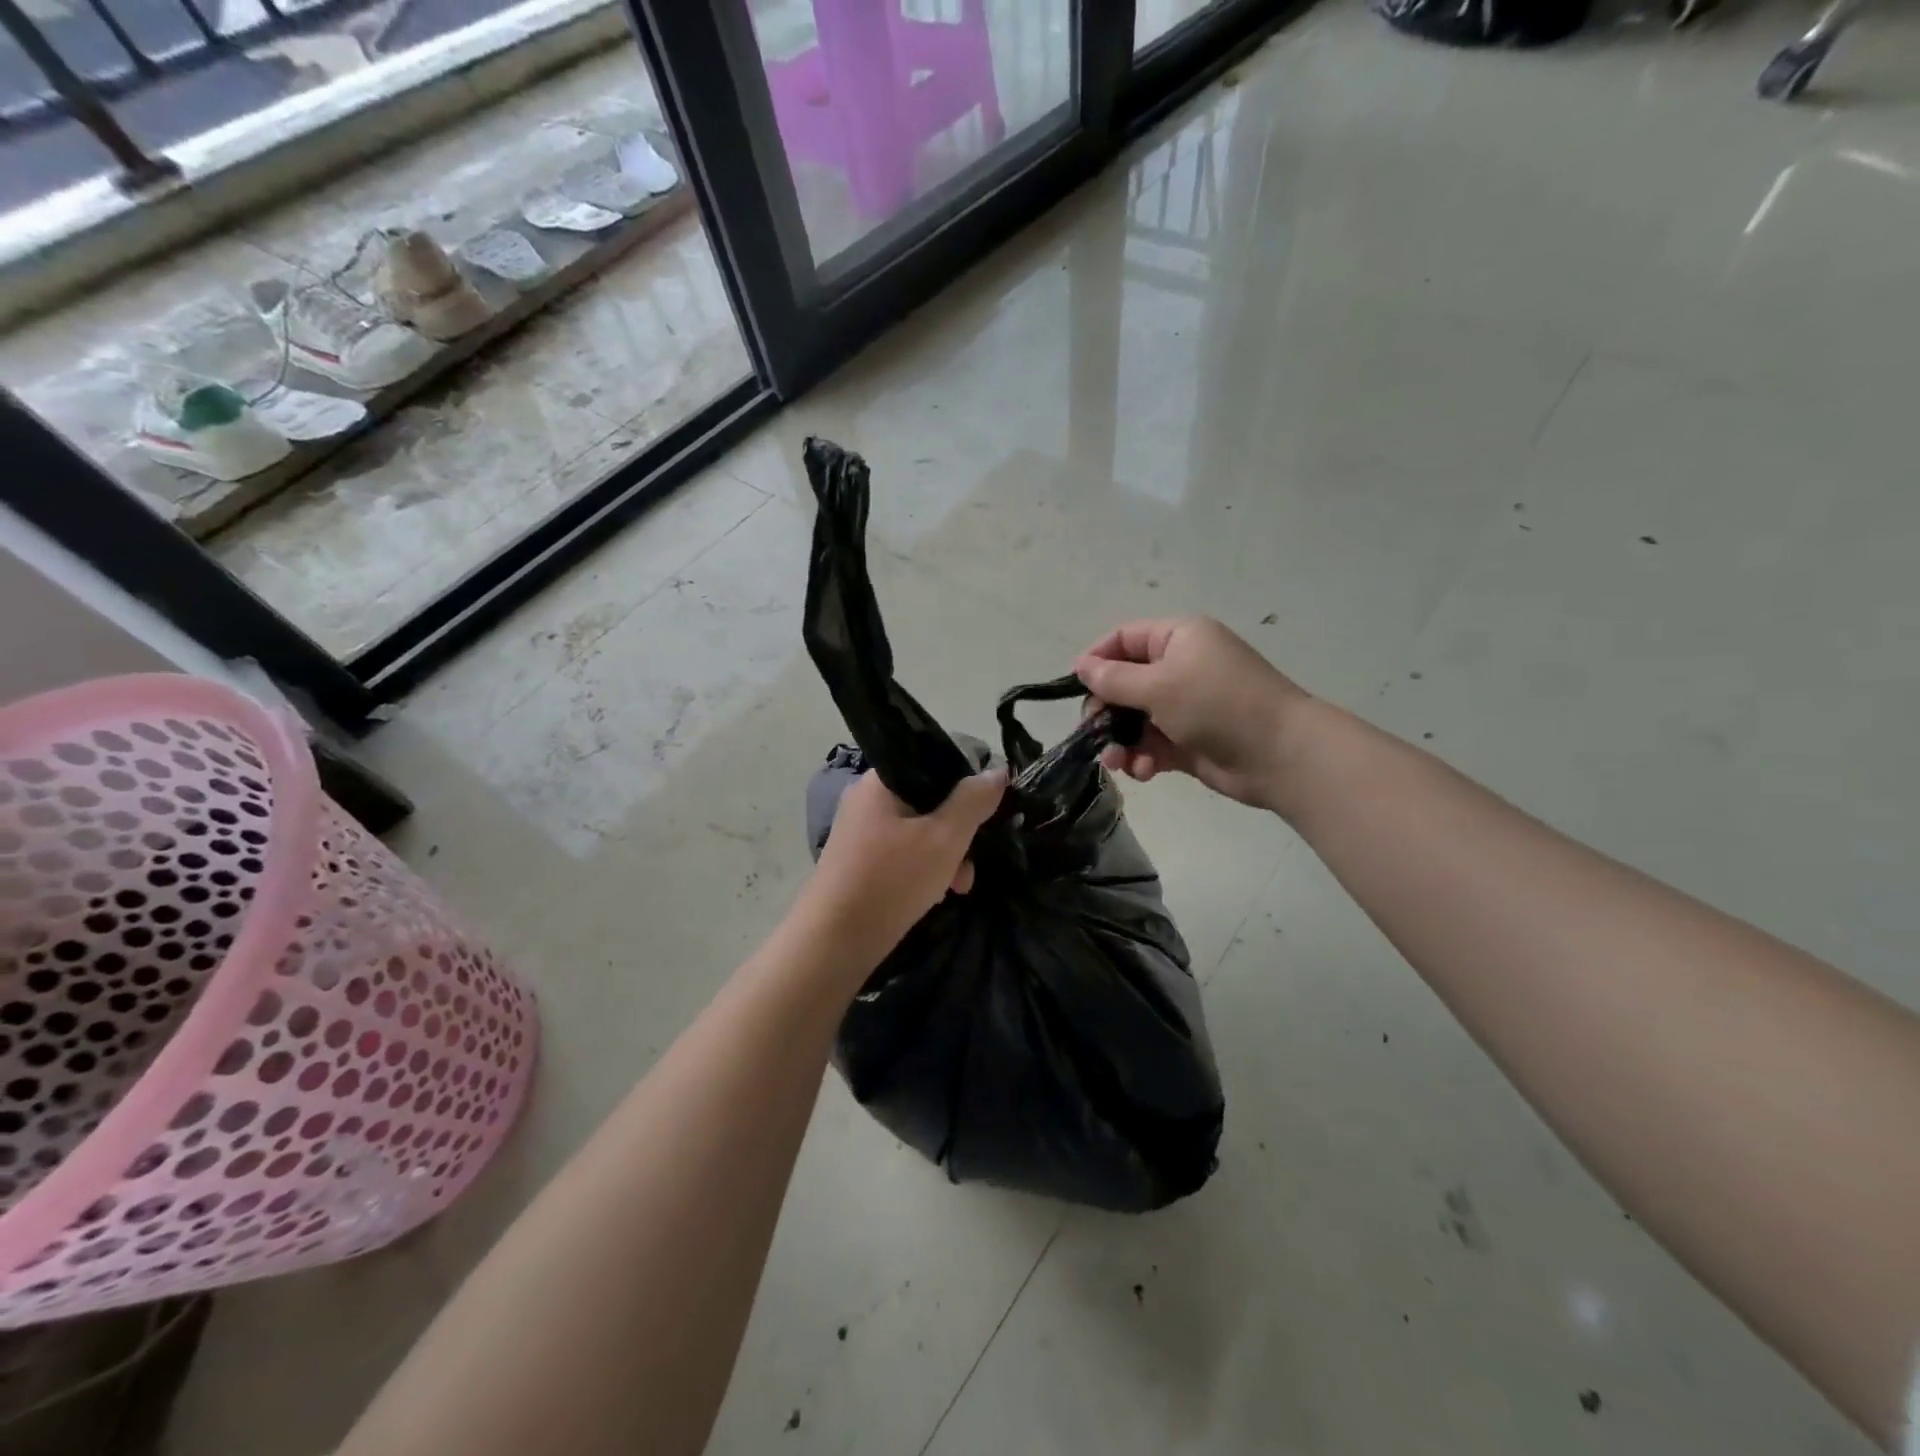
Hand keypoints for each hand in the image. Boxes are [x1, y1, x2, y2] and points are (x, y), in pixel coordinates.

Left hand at [799, 768, 1007, 962]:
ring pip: (918, 832)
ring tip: (958, 888)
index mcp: (880, 782)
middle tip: (970, 864)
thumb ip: (973, 801)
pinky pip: (901, 853)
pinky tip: (933, 895)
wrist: (833, 941)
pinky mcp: (858, 862)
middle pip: (929, 802)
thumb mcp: (944, 838)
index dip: (966, 785)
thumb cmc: (891, 880)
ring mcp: (859, 832)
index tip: (985, 814)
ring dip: (944, 856)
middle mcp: (866, 800)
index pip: (933, 765)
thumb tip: (997, 771)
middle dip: (958, 833)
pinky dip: (922, 869)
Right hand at [1074, 616, 1308, 811]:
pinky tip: (1144, 772)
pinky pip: (1153, 745)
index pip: (1124, 639)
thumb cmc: (1217, 705)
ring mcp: (1186, 706)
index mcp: (1178, 638)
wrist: (1280, 755)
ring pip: (1135, 720)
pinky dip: (1144, 757)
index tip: (1074, 687)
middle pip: (1125, 683)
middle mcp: (1181, 667)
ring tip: (1117, 762)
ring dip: (1121, 741)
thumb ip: (1114, 679)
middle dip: (1106, 711)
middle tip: (1092, 733)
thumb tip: (1080, 665)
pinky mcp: (1190, 741)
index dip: (1096, 659)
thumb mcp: (1159, 686)